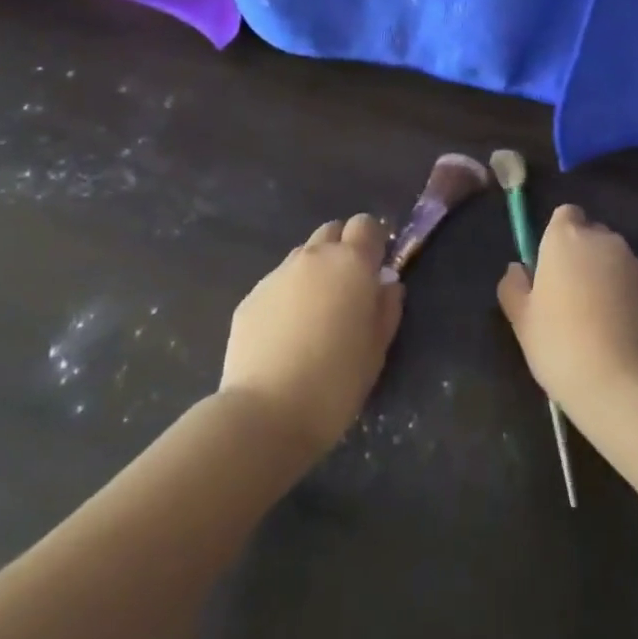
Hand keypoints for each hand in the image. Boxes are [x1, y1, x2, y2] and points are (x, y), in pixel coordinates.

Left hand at [219, 214, 403, 458]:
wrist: (266, 414)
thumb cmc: (336, 382)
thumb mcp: (377, 349)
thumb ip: (387, 307)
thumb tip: (386, 284)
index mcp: (351, 263)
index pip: (366, 224)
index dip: (373, 241)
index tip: (377, 267)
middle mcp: (313, 258)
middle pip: (332, 231)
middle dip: (343, 249)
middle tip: (348, 288)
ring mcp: (277, 275)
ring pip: (302, 256)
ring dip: (314, 271)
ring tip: (315, 314)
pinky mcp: (250, 298)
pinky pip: (277, 284)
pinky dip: (287, 296)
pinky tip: (286, 334)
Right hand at [497, 205, 637, 418]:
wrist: (623, 383)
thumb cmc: (561, 344)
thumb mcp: (522, 321)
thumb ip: (514, 287)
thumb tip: (518, 269)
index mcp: (567, 238)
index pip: (565, 215)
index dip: (558, 236)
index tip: (551, 265)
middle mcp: (604, 241)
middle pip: (592, 236)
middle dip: (582, 256)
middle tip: (568, 296)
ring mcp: (635, 265)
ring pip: (614, 261)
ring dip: (605, 278)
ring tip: (595, 320)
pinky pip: (634, 286)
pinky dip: (626, 299)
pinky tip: (618, 334)